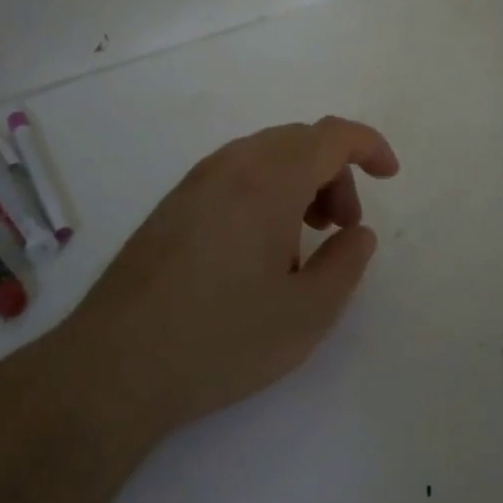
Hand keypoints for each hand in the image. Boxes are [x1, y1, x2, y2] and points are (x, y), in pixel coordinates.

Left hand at [66, 117, 399, 450]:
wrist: (112, 367)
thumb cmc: (220, 338)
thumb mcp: (306, 314)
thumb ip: (346, 264)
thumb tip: (358, 233)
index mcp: (269, 179)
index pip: (331, 135)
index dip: (369, 146)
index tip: (390, 175)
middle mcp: (231, 165)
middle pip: (300, 142)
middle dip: (335, 174)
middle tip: (341, 228)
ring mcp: (195, 182)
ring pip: (266, 157)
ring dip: (300, 183)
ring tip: (302, 244)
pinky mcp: (172, 205)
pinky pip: (235, 175)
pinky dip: (265, 192)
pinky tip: (258, 251)